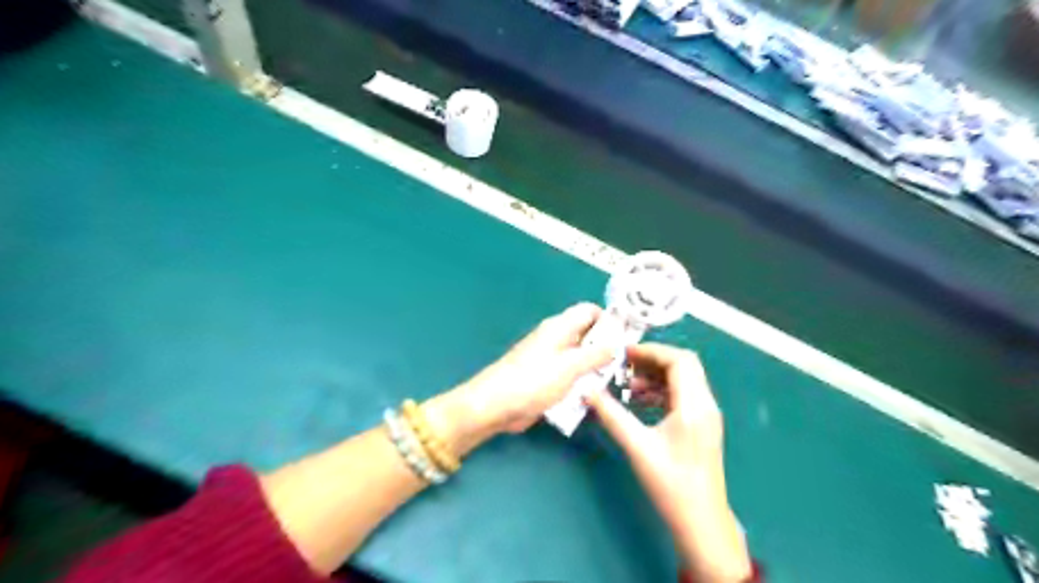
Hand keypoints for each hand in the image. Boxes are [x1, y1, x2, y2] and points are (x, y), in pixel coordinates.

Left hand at [451, 305, 611, 436]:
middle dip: (606, 347)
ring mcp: (551, 360)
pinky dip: (582, 382)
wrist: (497, 406)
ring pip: (581, 358)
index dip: (609, 319)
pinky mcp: (547, 379)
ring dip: (595, 368)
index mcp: (560, 327)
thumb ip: (596, 354)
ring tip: (614, 382)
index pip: (589, 311)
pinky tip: (594, 396)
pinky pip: (571, 376)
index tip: (628, 337)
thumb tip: (618, 342)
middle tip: (625, 365)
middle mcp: (556, 339)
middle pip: (587, 335)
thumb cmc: (533, 381)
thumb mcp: (570, 366)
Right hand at [582, 343, 746, 580]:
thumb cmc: (671, 484)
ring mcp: (705, 415)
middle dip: (652, 360)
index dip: (651, 351)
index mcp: (694, 405)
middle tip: (624, 365)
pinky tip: (639, 402)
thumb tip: (588, 392)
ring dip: (655, 376)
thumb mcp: (637, 447)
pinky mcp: (702, 426)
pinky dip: (661, 391)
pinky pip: (682, 396)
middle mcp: (705, 404)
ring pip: (683, 380)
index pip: (679, 360)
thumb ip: (612, 415)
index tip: (624, 354)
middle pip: (683, 365)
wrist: (701, 522)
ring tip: (627, 385)